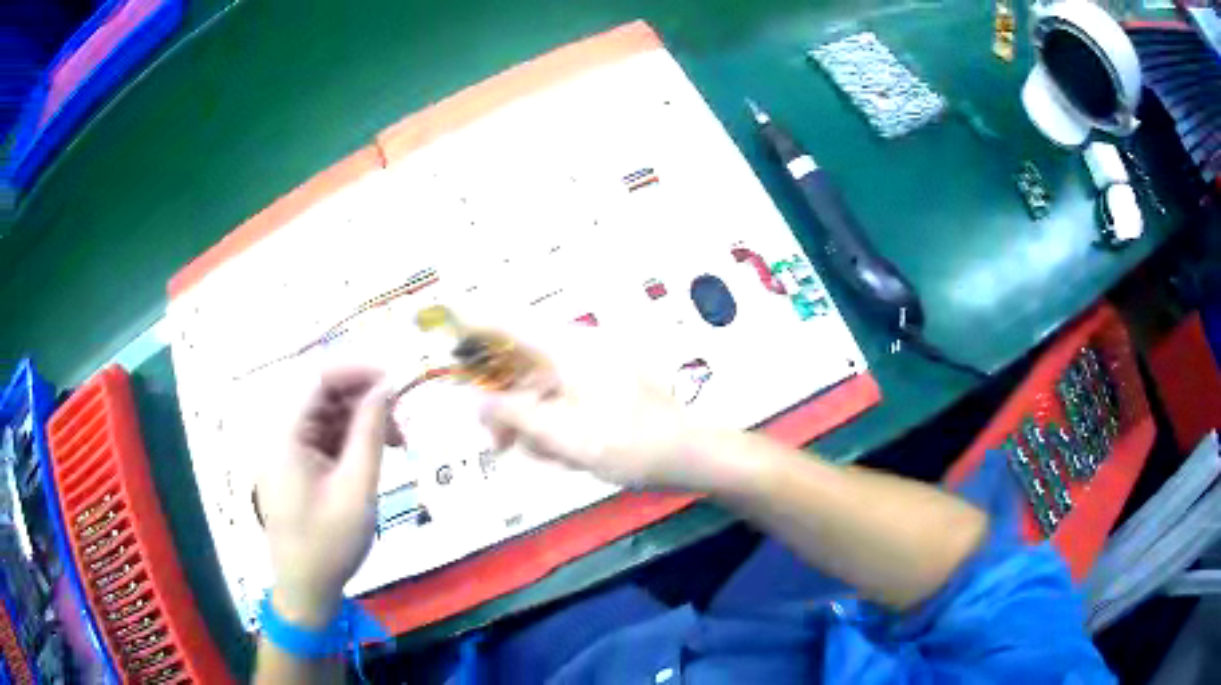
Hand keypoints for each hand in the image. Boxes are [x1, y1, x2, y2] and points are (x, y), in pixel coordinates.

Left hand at [254, 367, 398, 625]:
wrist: (306, 589)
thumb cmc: (330, 544)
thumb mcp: (357, 489)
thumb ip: (370, 434)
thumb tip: (386, 388)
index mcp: (286, 435)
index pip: (319, 379)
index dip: (357, 370)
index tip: (396, 380)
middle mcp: (281, 434)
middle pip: (323, 395)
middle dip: (364, 399)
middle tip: (402, 420)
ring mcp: (287, 451)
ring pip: (327, 416)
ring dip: (361, 421)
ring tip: (396, 443)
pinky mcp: (296, 467)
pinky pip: (325, 438)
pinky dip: (351, 441)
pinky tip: (375, 455)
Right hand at [479, 328, 736, 491]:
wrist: (687, 454)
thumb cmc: (627, 445)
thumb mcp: (563, 436)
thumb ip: (514, 415)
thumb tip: (476, 400)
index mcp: (566, 349)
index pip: (505, 324)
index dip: (469, 320)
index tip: (438, 314)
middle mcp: (575, 349)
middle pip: (518, 363)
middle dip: (503, 402)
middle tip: (497, 442)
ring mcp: (590, 367)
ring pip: (539, 386)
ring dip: (529, 420)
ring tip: (542, 456)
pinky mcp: (601, 385)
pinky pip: (561, 398)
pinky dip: (553, 423)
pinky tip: (562, 452)